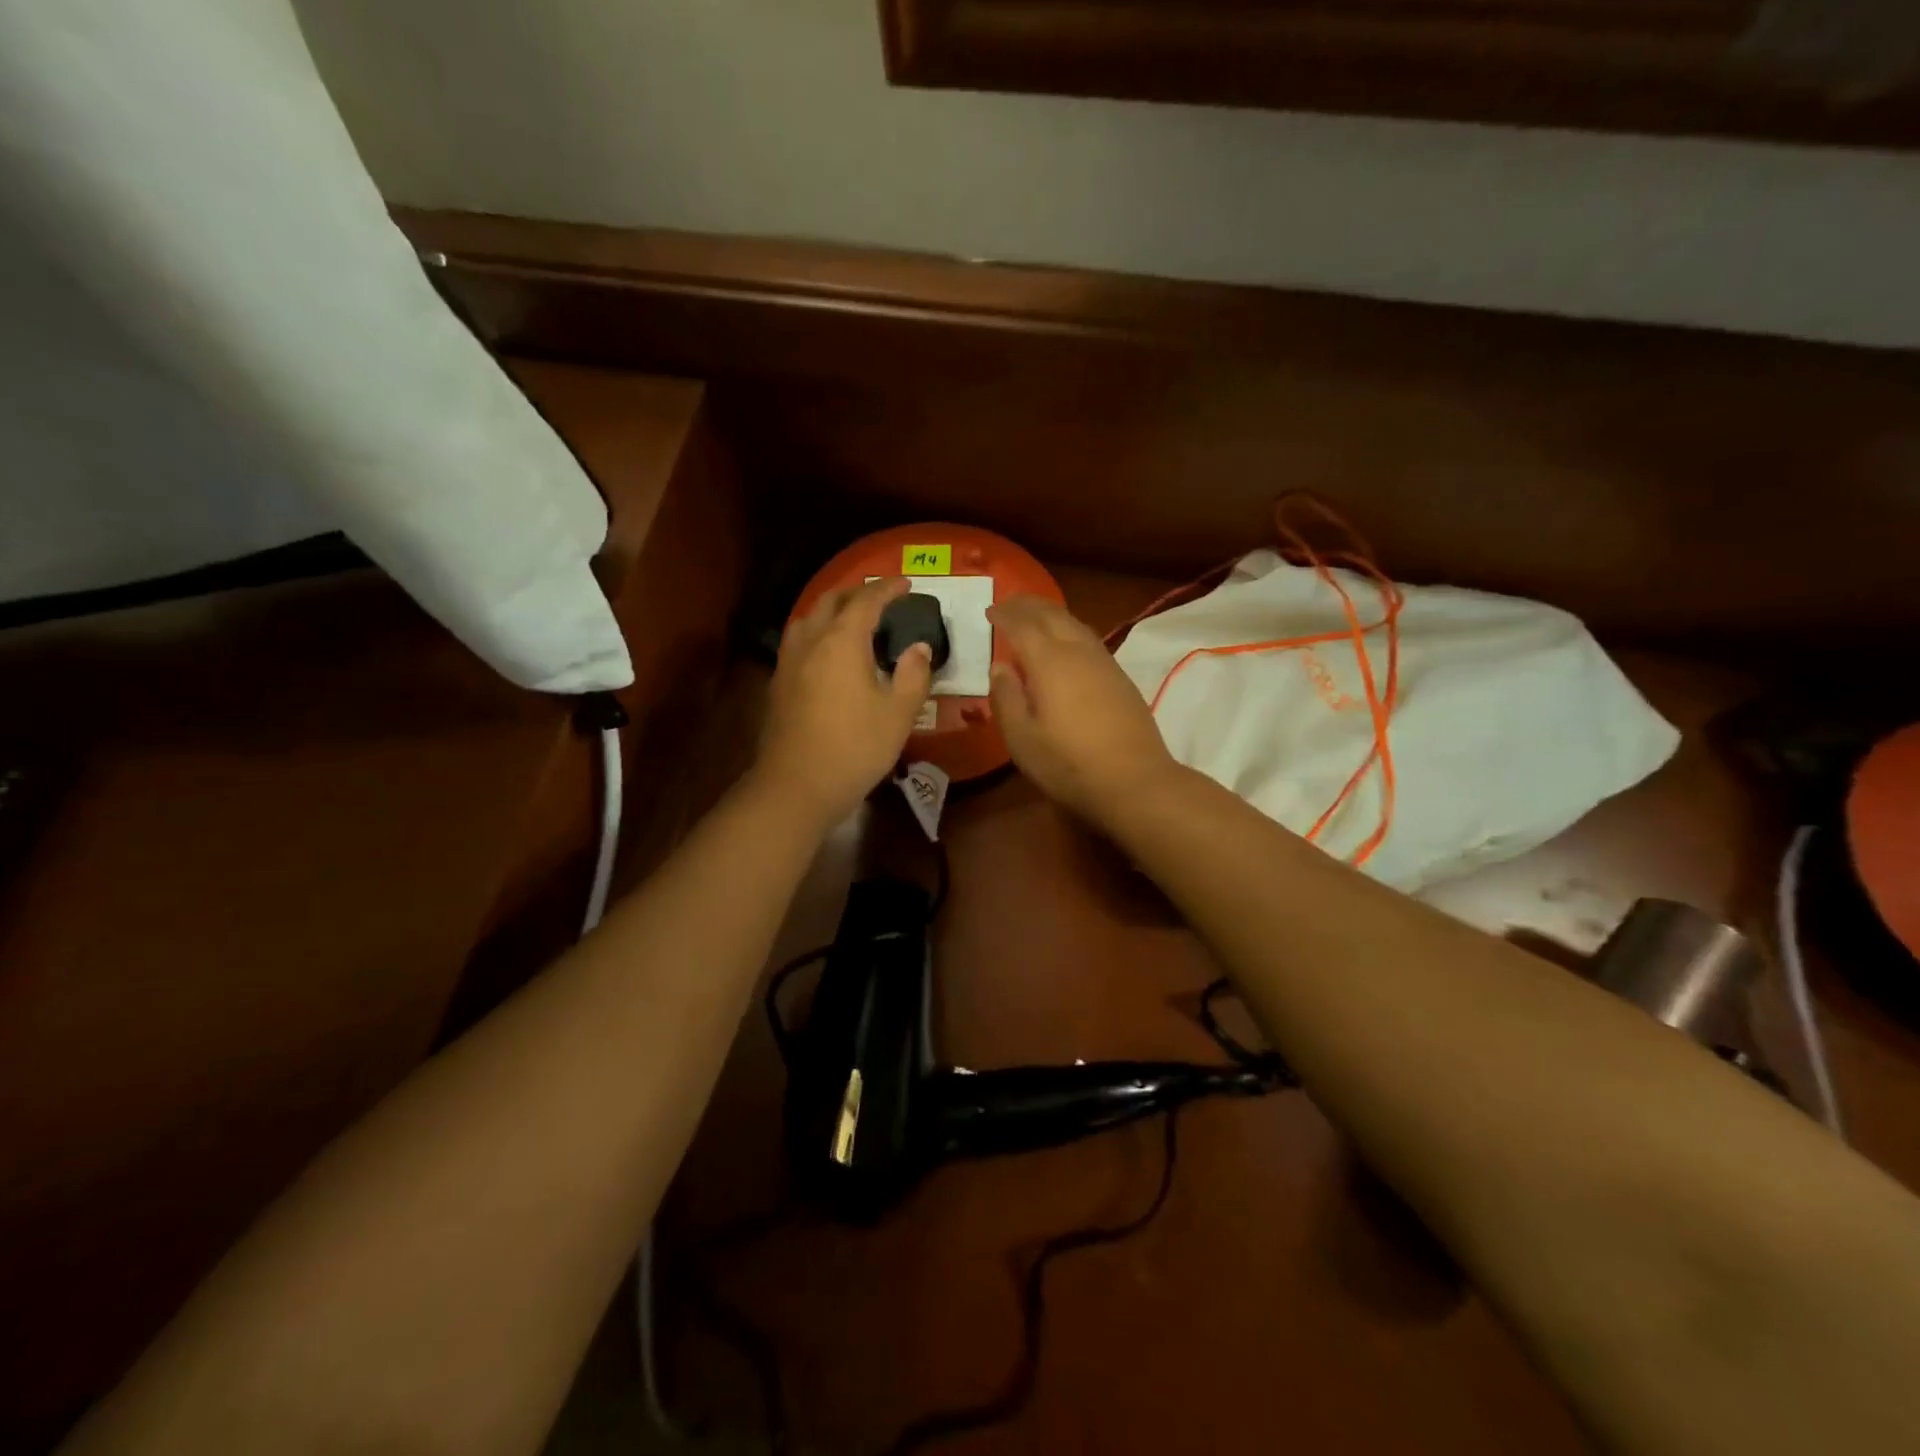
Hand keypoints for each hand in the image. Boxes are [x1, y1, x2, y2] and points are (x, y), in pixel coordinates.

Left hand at [756, 576, 932, 831]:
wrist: (796, 786)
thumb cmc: (855, 748)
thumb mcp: (898, 714)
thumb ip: (913, 675)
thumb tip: (918, 649)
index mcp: (842, 642)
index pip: (866, 601)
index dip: (888, 589)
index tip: (907, 584)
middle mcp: (811, 642)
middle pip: (831, 601)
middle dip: (857, 592)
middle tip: (880, 598)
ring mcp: (789, 662)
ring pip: (808, 618)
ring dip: (831, 609)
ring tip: (851, 619)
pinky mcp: (779, 684)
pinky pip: (799, 641)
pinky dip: (817, 632)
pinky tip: (827, 653)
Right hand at [987, 595, 1180, 830]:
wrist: (1135, 781)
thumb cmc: (1069, 764)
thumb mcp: (1022, 739)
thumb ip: (1006, 698)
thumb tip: (1000, 667)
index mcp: (1049, 661)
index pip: (1022, 625)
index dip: (1004, 615)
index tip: (989, 611)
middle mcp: (1078, 651)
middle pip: (1052, 614)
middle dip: (1028, 605)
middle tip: (1008, 603)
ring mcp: (1105, 663)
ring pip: (1074, 624)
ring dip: (1051, 614)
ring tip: (1034, 617)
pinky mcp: (1121, 678)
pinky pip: (1088, 639)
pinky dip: (1069, 630)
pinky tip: (1065, 646)